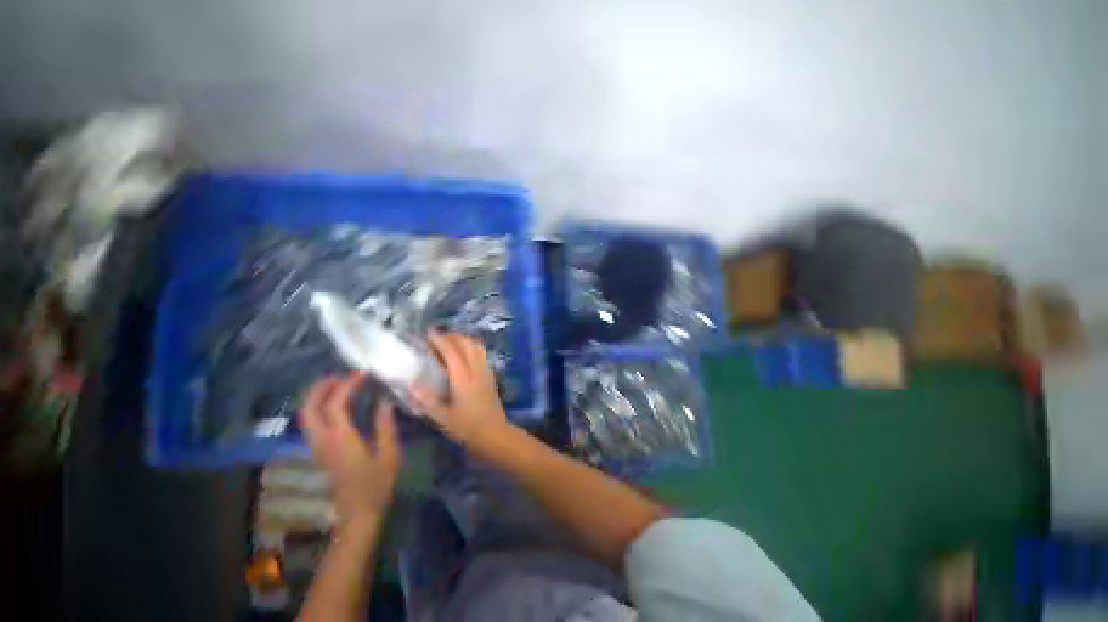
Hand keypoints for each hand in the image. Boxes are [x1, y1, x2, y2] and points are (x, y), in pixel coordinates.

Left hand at [300, 372, 402, 528]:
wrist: (358, 515)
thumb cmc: (377, 485)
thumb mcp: (389, 454)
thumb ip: (386, 426)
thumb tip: (385, 402)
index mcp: (341, 439)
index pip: (335, 405)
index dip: (348, 385)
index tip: (364, 373)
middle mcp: (323, 441)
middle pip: (309, 409)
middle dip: (321, 388)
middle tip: (341, 375)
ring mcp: (318, 448)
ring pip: (306, 417)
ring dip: (317, 397)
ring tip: (337, 385)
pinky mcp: (320, 453)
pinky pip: (312, 424)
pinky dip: (319, 408)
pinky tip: (335, 406)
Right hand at [412, 332, 509, 446]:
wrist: (494, 433)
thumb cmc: (467, 427)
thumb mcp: (443, 418)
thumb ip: (427, 400)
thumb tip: (412, 384)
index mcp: (463, 378)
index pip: (452, 351)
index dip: (440, 340)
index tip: (428, 333)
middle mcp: (476, 369)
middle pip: (466, 343)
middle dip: (451, 336)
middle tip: (436, 337)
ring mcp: (486, 370)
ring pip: (476, 345)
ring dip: (462, 339)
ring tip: (449, 342)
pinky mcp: (490, 374)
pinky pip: (481, 352)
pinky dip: (471, 346)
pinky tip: (462, 354)